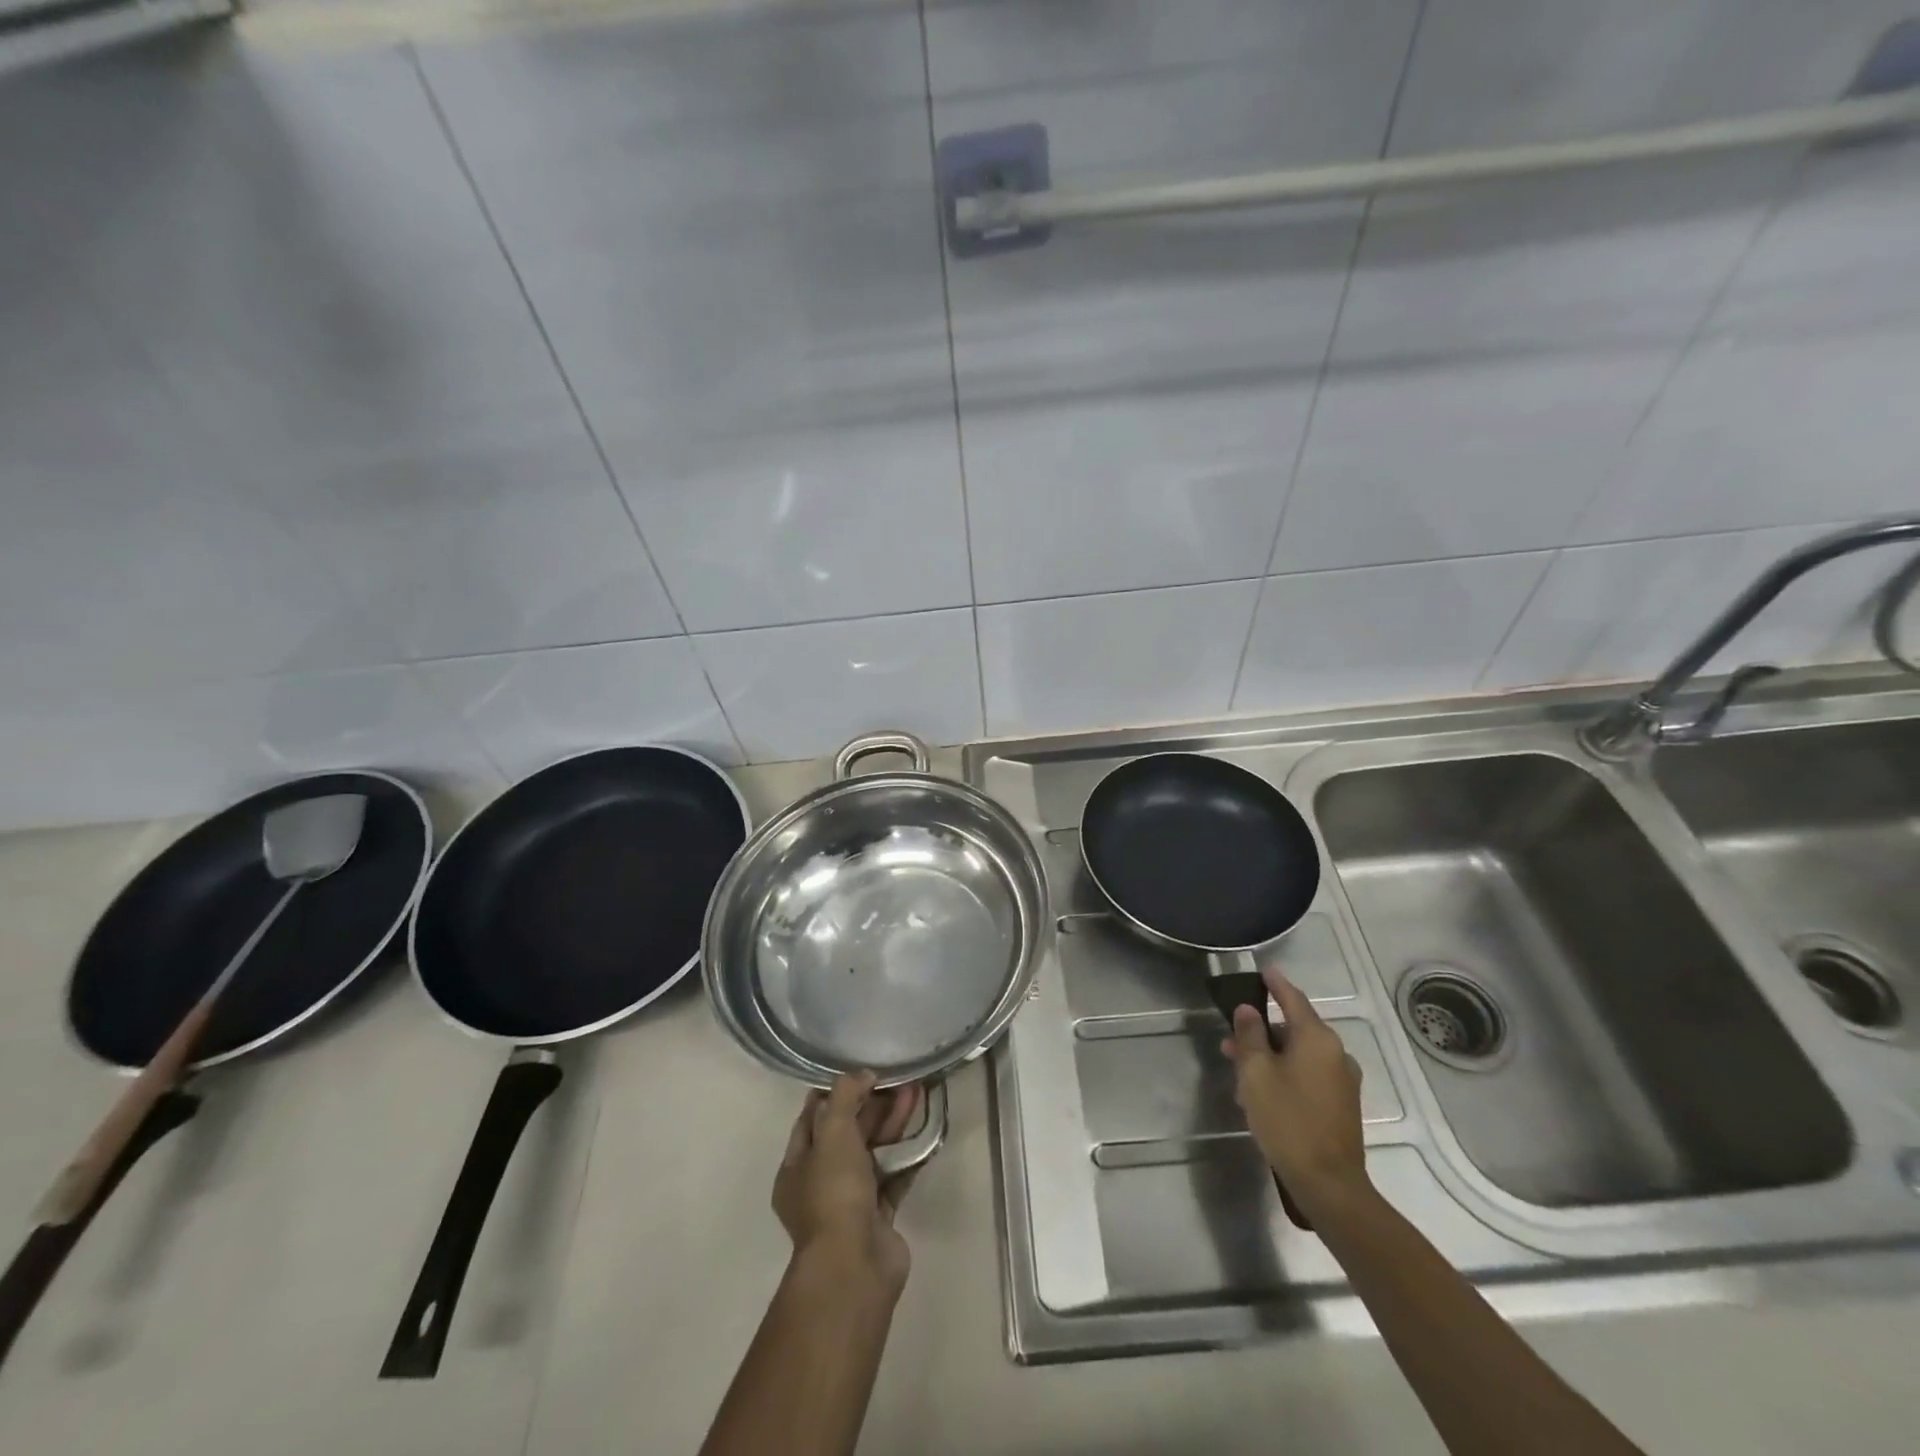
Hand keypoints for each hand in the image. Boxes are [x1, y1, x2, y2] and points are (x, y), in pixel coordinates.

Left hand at [773, 1073, 922, 1297]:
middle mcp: (820, 1183)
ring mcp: (850, 1202)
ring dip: (892, 1124)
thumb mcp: (832, 1132)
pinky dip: (906, 1155)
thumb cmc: (834, 1193)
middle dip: (871, 1105)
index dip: (833, 1094)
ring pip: (873, 1153)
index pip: (811, 1119)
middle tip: (898, 1080)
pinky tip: (924, 1132)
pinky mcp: (878, 1217)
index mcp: (797, 1166)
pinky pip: (893, 1177)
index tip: (859, 1072)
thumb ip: (844, 1096)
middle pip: (847, 1134)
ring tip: (916, 1094)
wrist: (855, 1265)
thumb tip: (862, 1074)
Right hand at [1221, 968, 1369, 1215]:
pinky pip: (1309, 1075)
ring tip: (1241, 1073)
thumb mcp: (1256, 1072)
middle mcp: (1336, 1053)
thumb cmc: (1287, 1119)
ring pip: (1300, 1055)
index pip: (1292, 999)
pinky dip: (1286, 1074)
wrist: (1328, 1184)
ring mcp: (1343, 1080)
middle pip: (1293, 1029)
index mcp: (1317, 1038)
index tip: (1263, 969)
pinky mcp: (1343, 1104)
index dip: (1275, 983)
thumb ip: (1249, 1035)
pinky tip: (1263, 1094)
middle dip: (1261, 1031)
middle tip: (1231, 1040)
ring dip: (1271, 1056)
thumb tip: (1247, 1010)